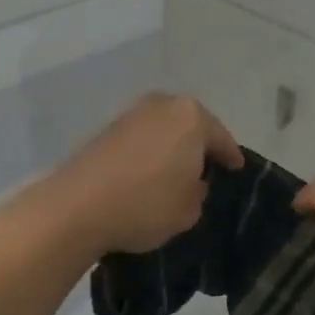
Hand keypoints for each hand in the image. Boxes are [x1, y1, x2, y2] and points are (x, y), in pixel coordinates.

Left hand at [55, 93, 244, 255]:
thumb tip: (192, 181)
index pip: (221, 138)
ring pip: (164, 129)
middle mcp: (163, 105)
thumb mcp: (189, 209)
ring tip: (176, 171)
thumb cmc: (146, 204)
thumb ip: (199, 191)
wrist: (78, 206)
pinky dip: (149, 151)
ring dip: (172, 146)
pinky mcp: (106, 128)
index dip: (231, 157)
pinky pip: (141, 138)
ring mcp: (132, 113)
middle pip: (192, 125)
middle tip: (207, 167)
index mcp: (192, 117)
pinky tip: (148, 171)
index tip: (237, 168)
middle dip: (199, 144)